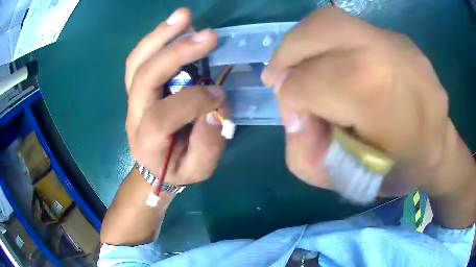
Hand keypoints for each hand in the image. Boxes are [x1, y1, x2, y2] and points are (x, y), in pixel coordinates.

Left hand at [125, 8, 226, 185]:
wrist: (153, 167)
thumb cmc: (177, 169)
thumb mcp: (199, 169)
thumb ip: (208, 144)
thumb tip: (217, 107)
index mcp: (147, 143)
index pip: (162, 116)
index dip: (193, 102)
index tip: (220, 95)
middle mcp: (133, 116)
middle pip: (144, 78)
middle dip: (175, 53)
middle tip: (208, 35)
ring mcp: (132, 98)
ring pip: (137, 62)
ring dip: (160, 36)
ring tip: (184, 16)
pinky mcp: (137, 87)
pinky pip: (139, 59)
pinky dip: (155, 39)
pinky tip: (174, 25)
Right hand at [262, 8, 475, 197]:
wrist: (440, 149)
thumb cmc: (399, 171)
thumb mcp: (346, 181)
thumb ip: (305, 154)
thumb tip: (294, 118)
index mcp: (376, 93)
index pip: (310, 83)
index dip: (291, 102)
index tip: (296, 120)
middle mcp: (386, 52)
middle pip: (318, 31)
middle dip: (286, 54)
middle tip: (277, 76)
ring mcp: (397, 40)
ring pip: (331, 20)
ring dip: (303, 41)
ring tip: (297, 65)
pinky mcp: (399, 38)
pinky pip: (352, 28)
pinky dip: (329, 42)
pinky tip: (332, 63)